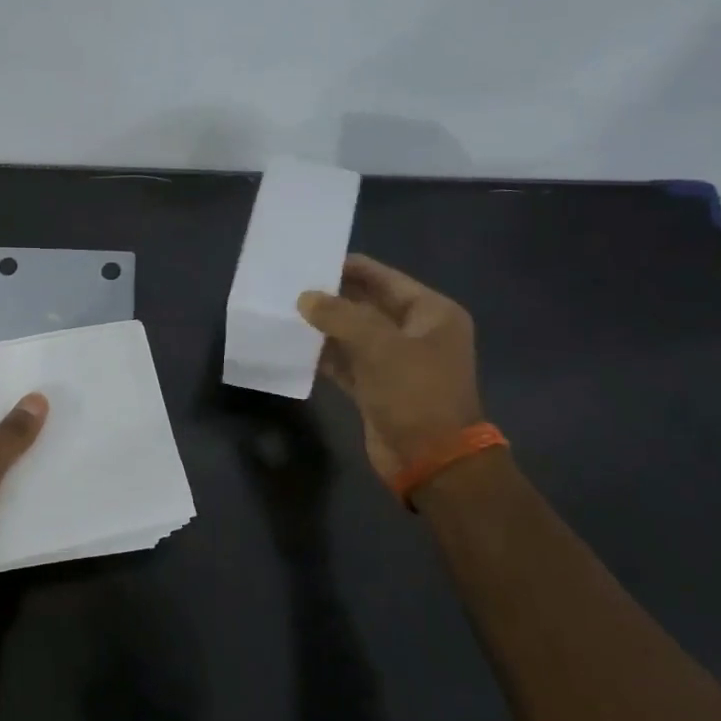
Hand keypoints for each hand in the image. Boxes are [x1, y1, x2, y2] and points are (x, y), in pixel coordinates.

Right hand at [298, 254, 481, 486]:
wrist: (432, 461)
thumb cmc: (415, 393)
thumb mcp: (379, 346)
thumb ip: (340, 316)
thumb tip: (305, 298)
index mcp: (431, 313)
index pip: (386, 279)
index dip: (351, 268)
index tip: (313, 259)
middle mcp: (416, 333)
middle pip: (369, 305)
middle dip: (333, 297)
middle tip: (292, 284)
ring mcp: (397, 362)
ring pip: (355, 335)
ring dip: (325, 327)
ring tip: (287, 311)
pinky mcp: (378, 388)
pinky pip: (347, 362)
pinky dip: (325, 355)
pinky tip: (296, 346)